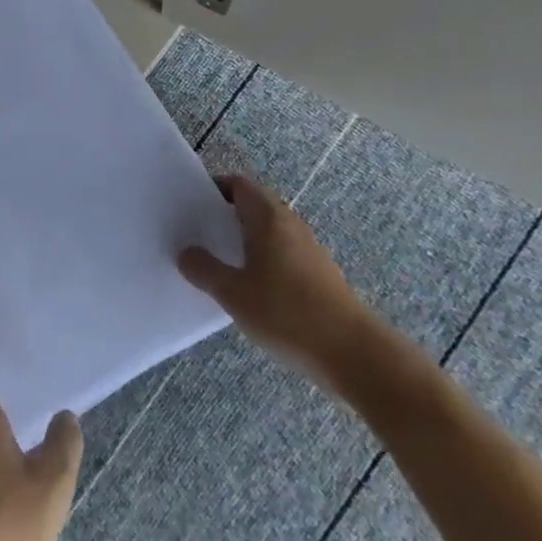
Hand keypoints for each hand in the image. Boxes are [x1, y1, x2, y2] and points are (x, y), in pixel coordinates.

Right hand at [177, 172, 381, 391]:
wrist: (355, 355)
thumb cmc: (287, 313)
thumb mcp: (233, 293)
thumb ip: (204, 270)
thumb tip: (187, 253)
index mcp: (269, 218)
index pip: (239, 185)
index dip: (214, 189)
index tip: (191, 206)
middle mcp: (291, 225)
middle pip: (254, 207)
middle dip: (225, 216)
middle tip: (196, 234)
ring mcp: (309, 252)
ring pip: (268, 233)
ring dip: (243, 241)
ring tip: (217, 263)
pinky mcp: (319, 277)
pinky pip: (281, 256)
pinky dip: (261, 262)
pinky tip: (248, 290)